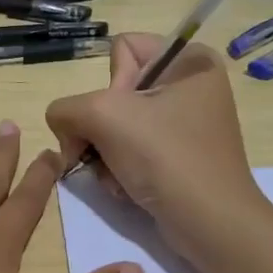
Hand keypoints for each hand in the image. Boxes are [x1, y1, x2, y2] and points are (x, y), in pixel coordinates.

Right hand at [45, 33, 263, 254]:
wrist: (209, 223)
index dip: (109, 85)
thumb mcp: (103, 116)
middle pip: (114, 92)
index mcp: (189, 60)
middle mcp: (191, 85)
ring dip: (104, 153)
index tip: (120, 117)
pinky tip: (125, 187)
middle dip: (100, 128)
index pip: (121, 50)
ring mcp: (186, 123)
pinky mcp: (180, 155)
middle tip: (104, 152)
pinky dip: (120, 169)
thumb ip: (65, 108)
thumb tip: (62, 125)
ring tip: (115, 176)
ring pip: (117, 125)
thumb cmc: (165, 157)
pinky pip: (132, 150)